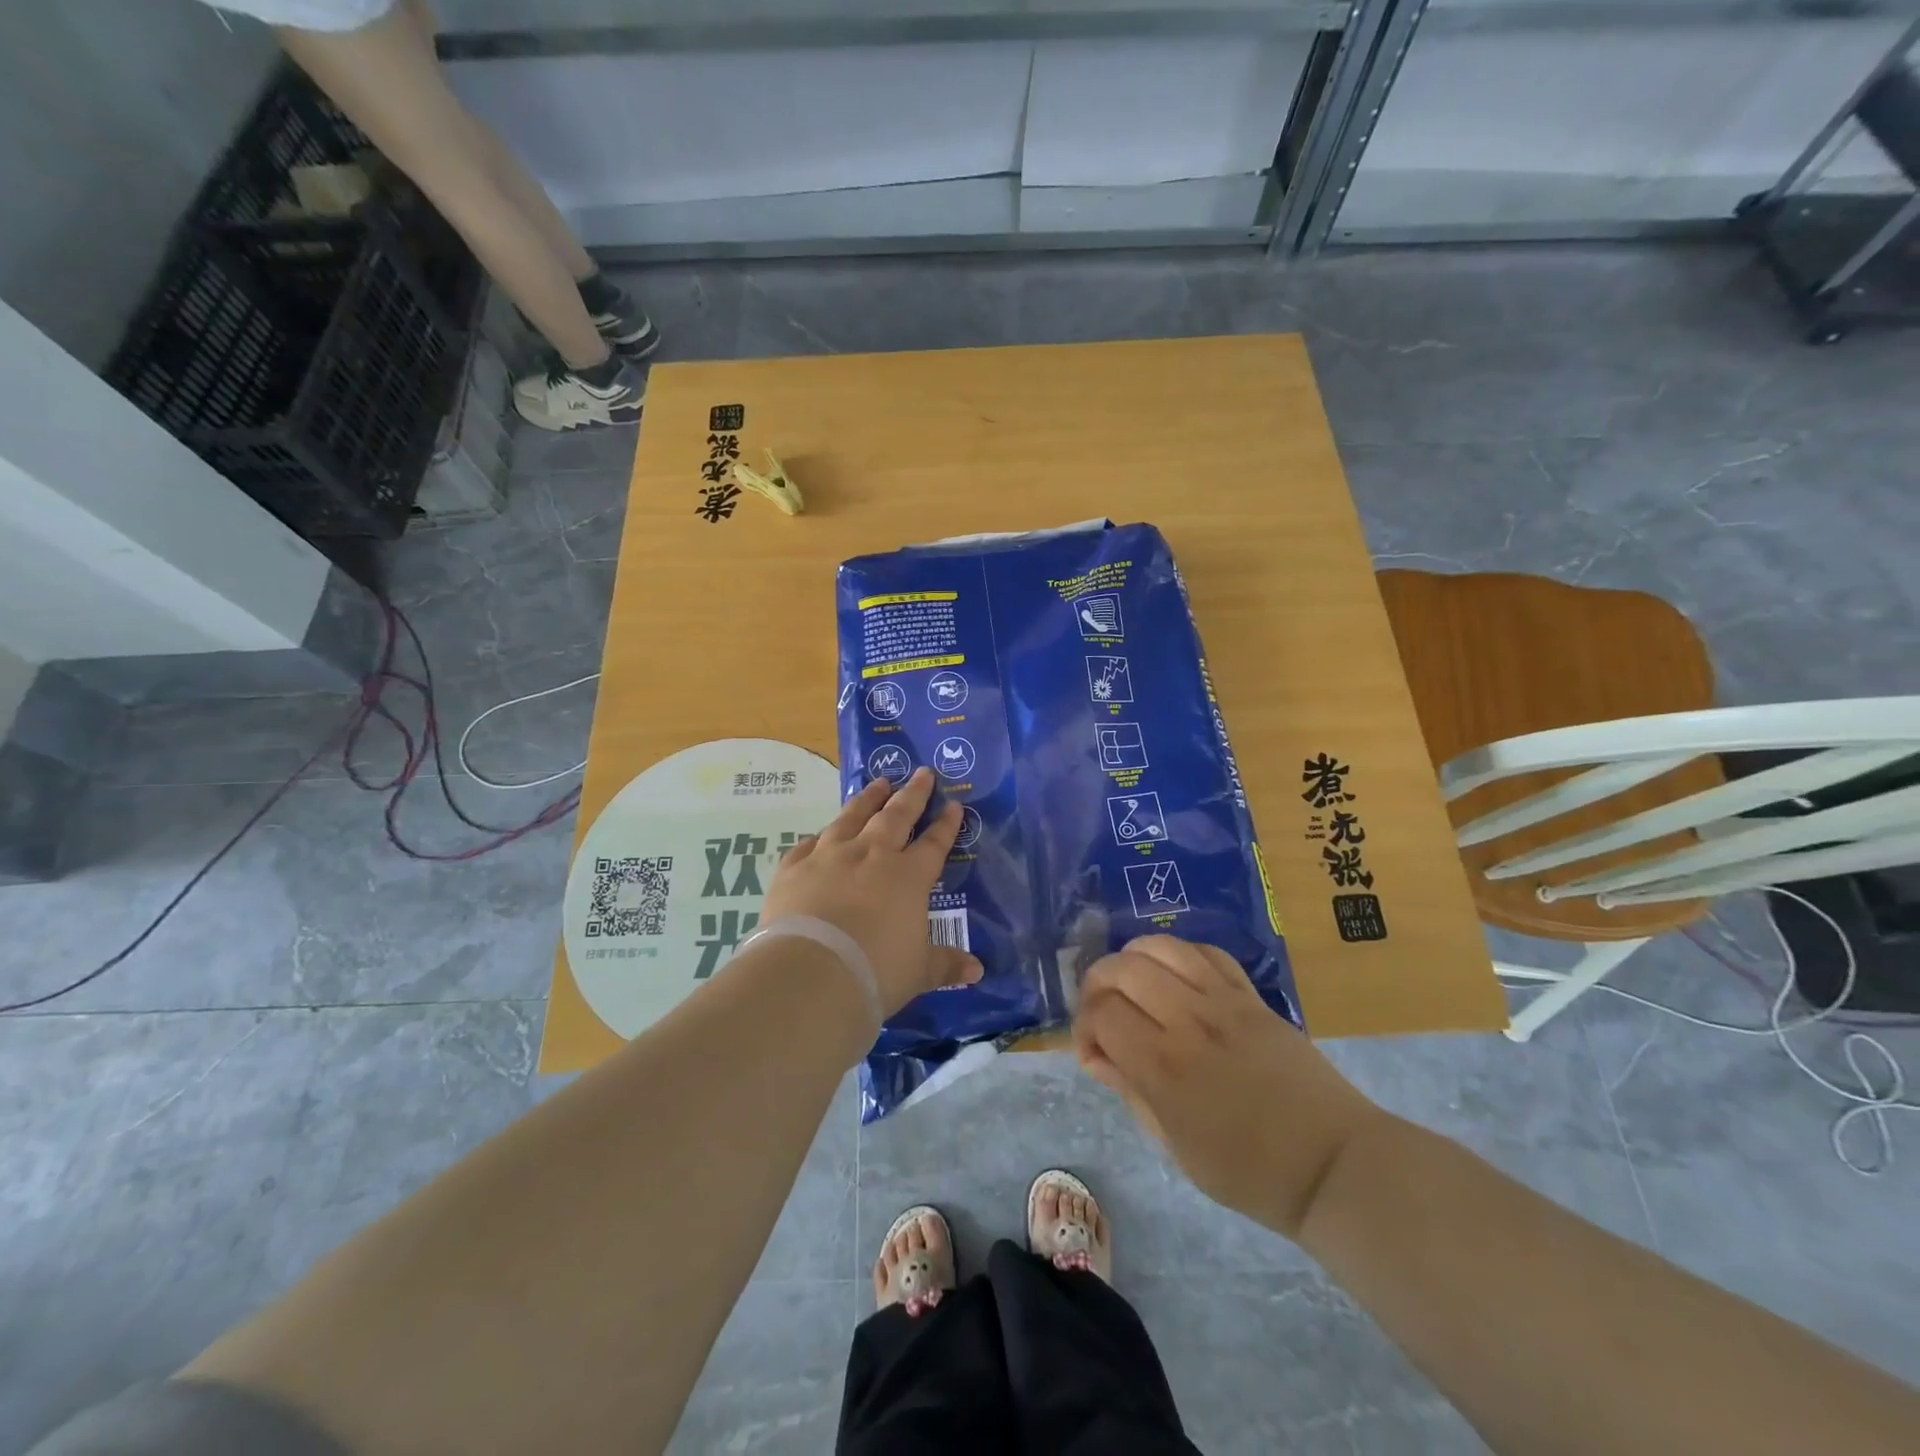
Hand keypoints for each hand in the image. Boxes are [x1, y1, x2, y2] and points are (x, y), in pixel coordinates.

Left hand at [762, 768, 982, 1016]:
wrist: (811, 973)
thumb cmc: (876, 971)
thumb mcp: (919, 972)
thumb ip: (945, 965)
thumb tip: (977, 971)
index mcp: (908, 877)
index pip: (933, 844)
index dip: (946, 825)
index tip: (954, 805)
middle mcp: (871, 856)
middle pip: (896, 816)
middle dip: (912, 794)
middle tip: (921, 773)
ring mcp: (830, 856)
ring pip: (852, 817)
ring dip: (868, 799)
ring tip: (878, 782)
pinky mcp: (794, 868)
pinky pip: (808, 844)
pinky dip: (818, 837)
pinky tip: (820, 833)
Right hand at [1073, 936, 1383, 1237]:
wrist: (1333, 1165)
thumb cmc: (1250, 1173)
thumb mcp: (1176, 1148)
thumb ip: (1131, 1092)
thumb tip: (1097, 1056)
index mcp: (1166, 1068)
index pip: (1102, 1014)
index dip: (1084, 1027)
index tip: (1093, 1052)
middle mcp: (1190, 1022)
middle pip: (1123, 969)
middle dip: (1097, 984)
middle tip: (1103, 1012)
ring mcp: (1225, 1002)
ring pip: (1161, 947)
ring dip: (1133, 959)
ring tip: (1133, 985)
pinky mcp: (1253, 996)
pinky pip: (1206, 953)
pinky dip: (1179, 956)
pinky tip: (1176, 978)